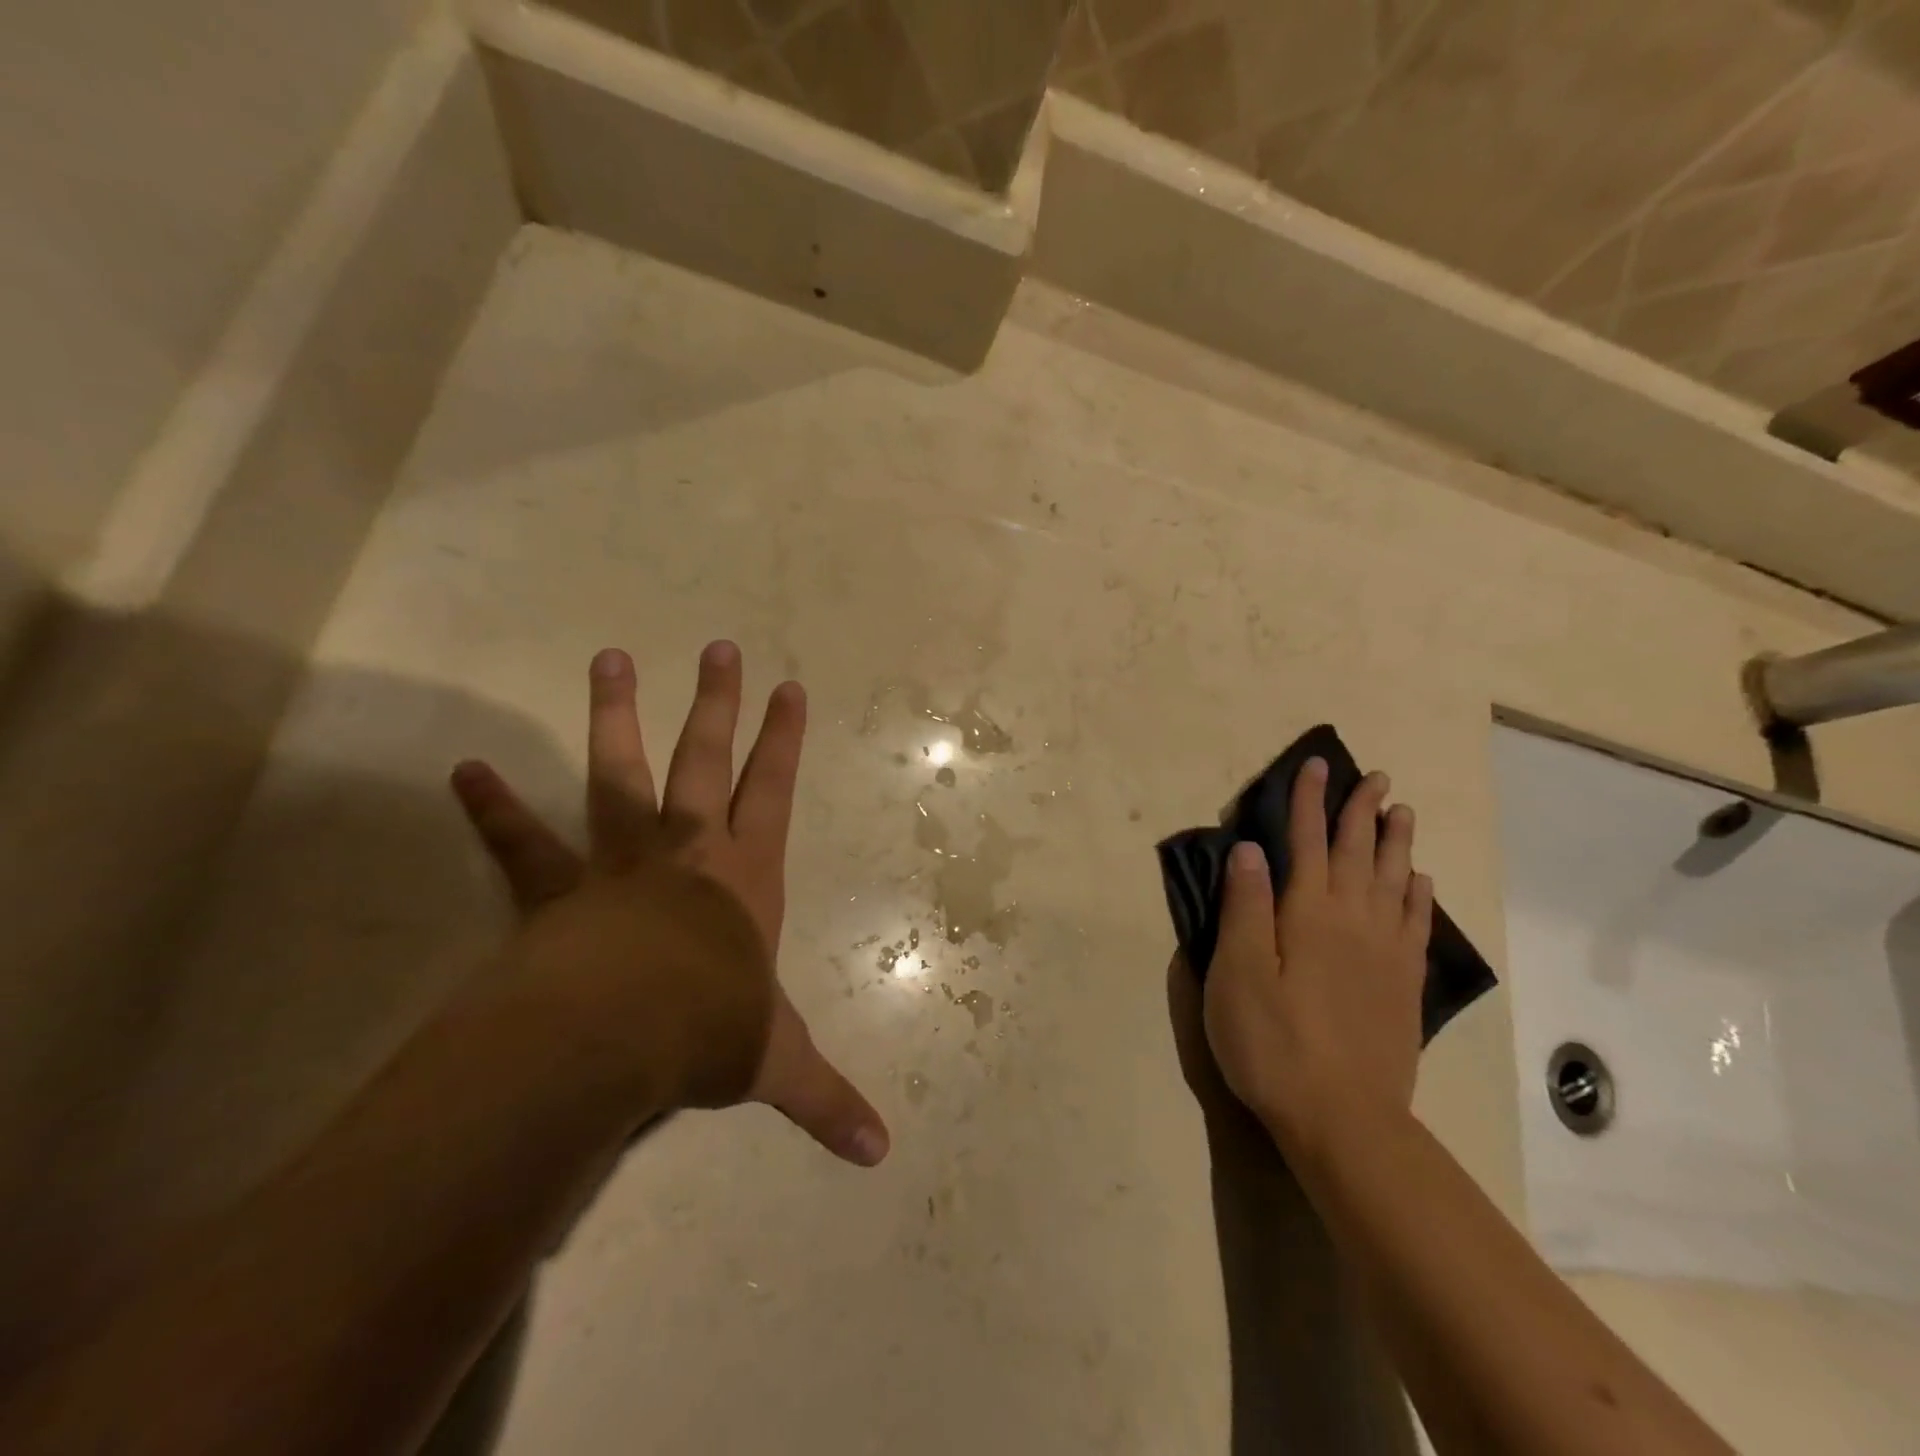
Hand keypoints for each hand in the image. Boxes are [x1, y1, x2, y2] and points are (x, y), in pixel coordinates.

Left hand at [449, 642, 889, 1165]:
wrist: (617, 1036)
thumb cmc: (710, 1031)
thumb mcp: (778, 1063)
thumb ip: (827, 1101)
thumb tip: (880, 1155)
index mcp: (745, 878)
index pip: (775, 792)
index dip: (784, 741)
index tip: (790, 688)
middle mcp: (688, 852)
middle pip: (707, 761)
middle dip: (717, 703)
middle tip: (718, 646)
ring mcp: (620, 862)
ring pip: (620, 774)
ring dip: (616, 716)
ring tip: (609, 657)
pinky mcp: (557, 891)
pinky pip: (522, 843)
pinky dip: (495, 809)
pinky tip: (466, 769)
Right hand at [1203, 759, 1432, 1158]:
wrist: (1343, 1118)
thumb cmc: (1272, 1042)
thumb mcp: (1237, 974)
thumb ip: (1245, 908)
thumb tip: (1250, 849)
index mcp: (1308, 914)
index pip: (1308, 842)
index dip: (1310, 802)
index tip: (1317, 766)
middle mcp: (1353, 922)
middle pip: (1359, 853)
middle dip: (1362, 811)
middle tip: (1375, 776)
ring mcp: (1384, 954)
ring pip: (1394, 881)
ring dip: (1396, 842)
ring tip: (1402, 811)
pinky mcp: (1402, 986)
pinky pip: (1416, 924)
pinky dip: (1419, 895)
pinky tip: (1420, 882)